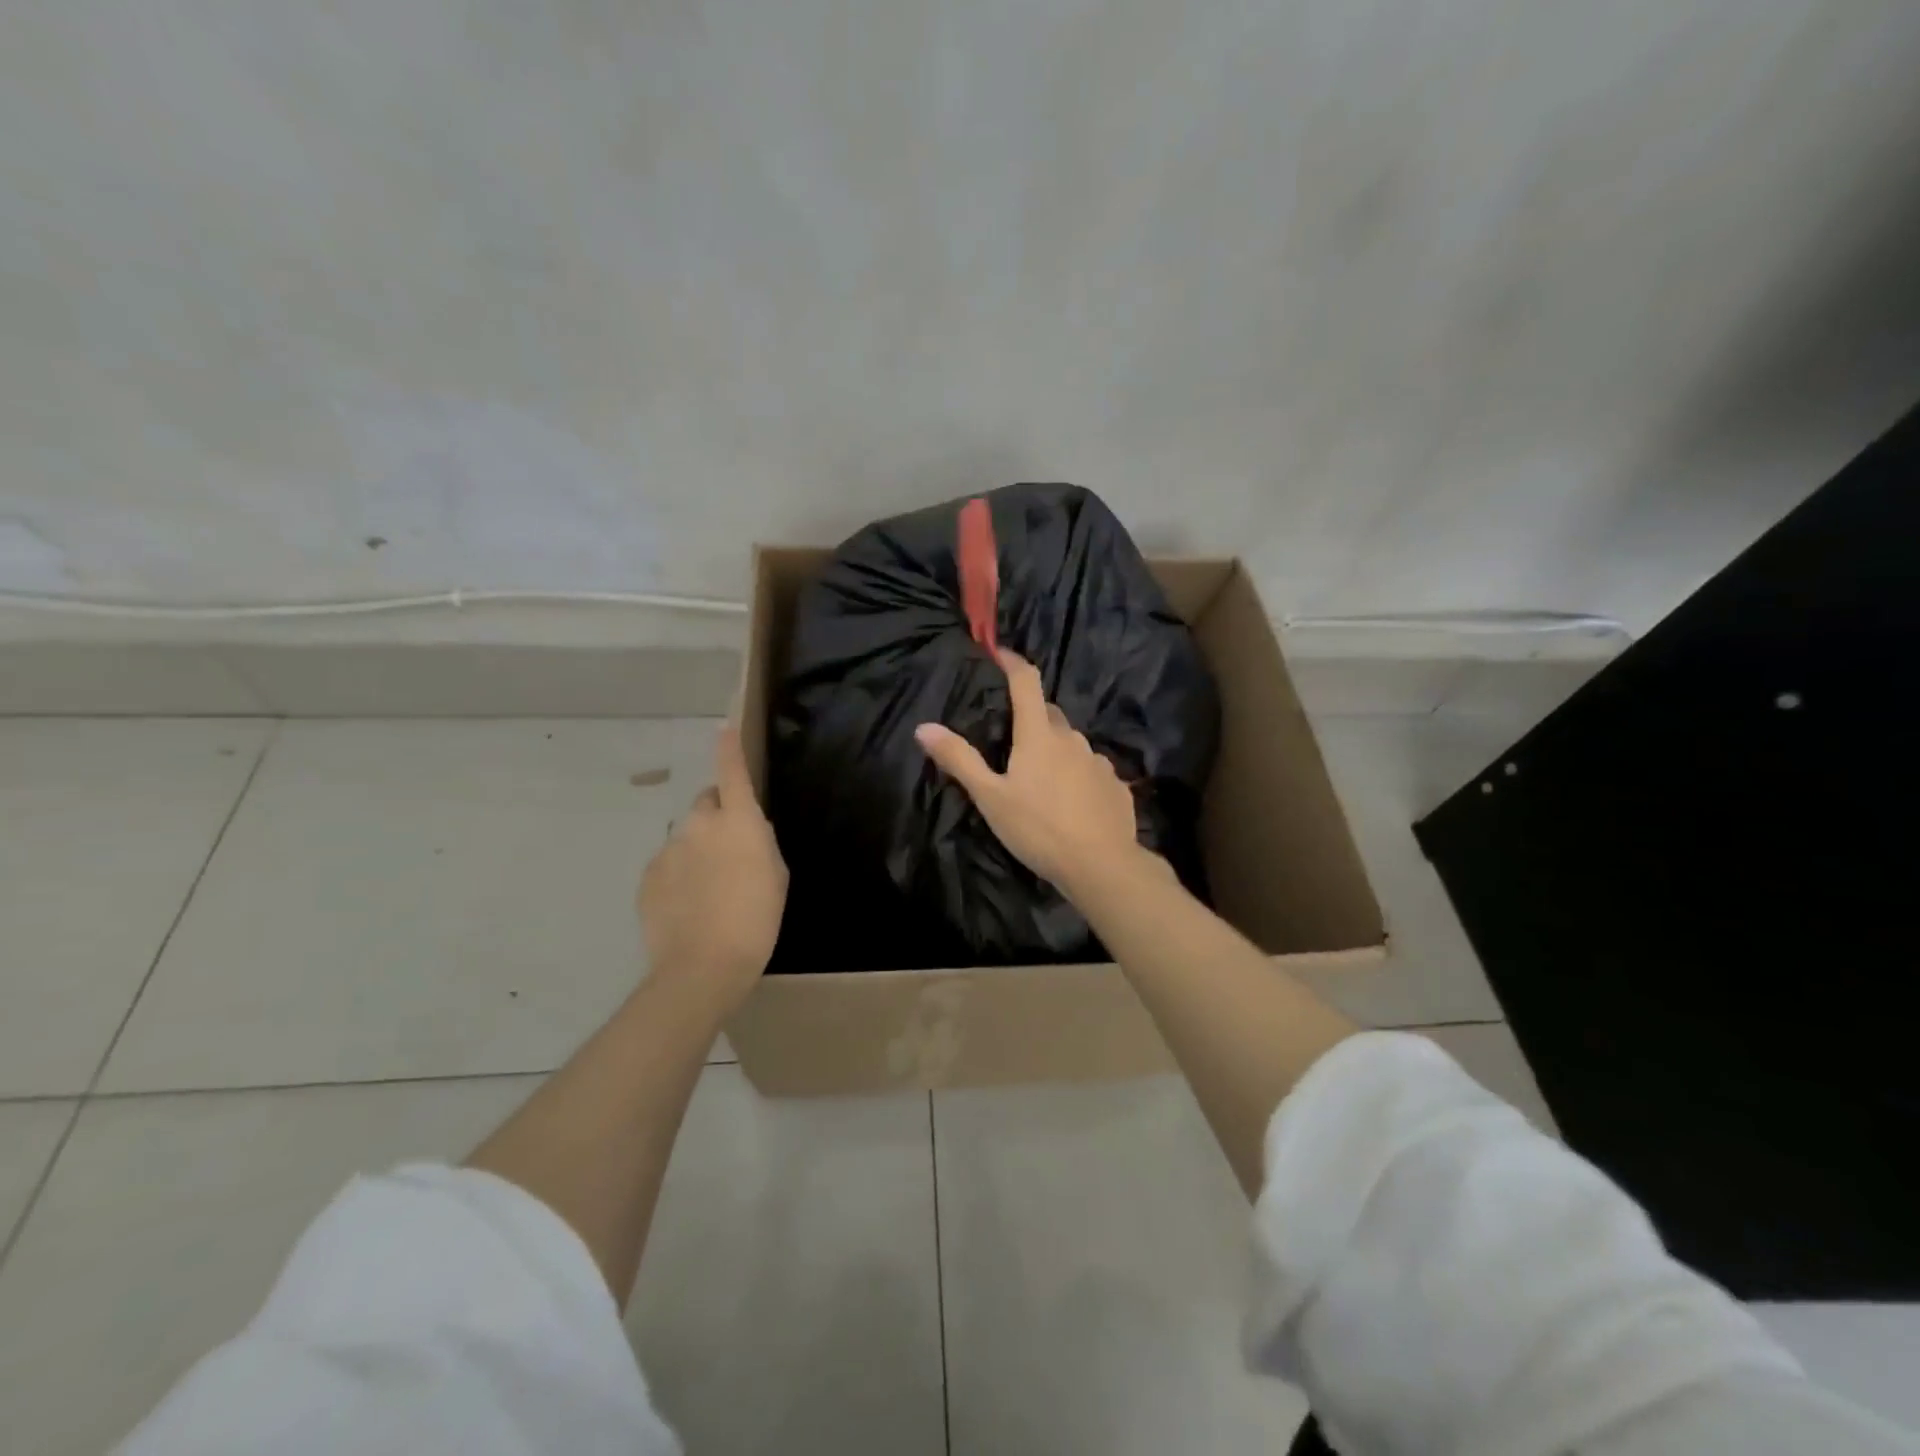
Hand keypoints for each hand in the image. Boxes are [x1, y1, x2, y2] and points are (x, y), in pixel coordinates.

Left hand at [637, 723, 788, 1013]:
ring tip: (709, 890)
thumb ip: (760, 843)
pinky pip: (668, 863)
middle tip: (731, 851)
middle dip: (718, 815)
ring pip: (687, 836)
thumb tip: (747, 831)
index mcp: (739, 822)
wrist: (703, 965)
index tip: (724, 730)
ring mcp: (669, 849)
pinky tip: (689, 905)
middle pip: (707, 803)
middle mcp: (700, 825)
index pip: (732, 773)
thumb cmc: (756, 919)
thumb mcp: (776, 876)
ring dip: (698, 849)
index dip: (729, 749)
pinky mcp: (649, 875)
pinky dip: (679, 874)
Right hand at [914, 649, 1154, 898]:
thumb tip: (924, 727)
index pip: (1027, 682)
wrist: (1100, 865)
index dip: (1013, 662)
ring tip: (1040, 777)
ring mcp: (1098, 761)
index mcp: (1039, 735)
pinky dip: (1077, 774)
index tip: (1000, 653)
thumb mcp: (990, 797)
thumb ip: (959, 760)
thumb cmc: (1038, 828)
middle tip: (1012, 737)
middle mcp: (1072, 738)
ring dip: (1055, 748)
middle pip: (1049, 713)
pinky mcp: (1115, 785)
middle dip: (1031, 714)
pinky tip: (1070, 800)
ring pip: (1071, 742)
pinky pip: (1090, 769)